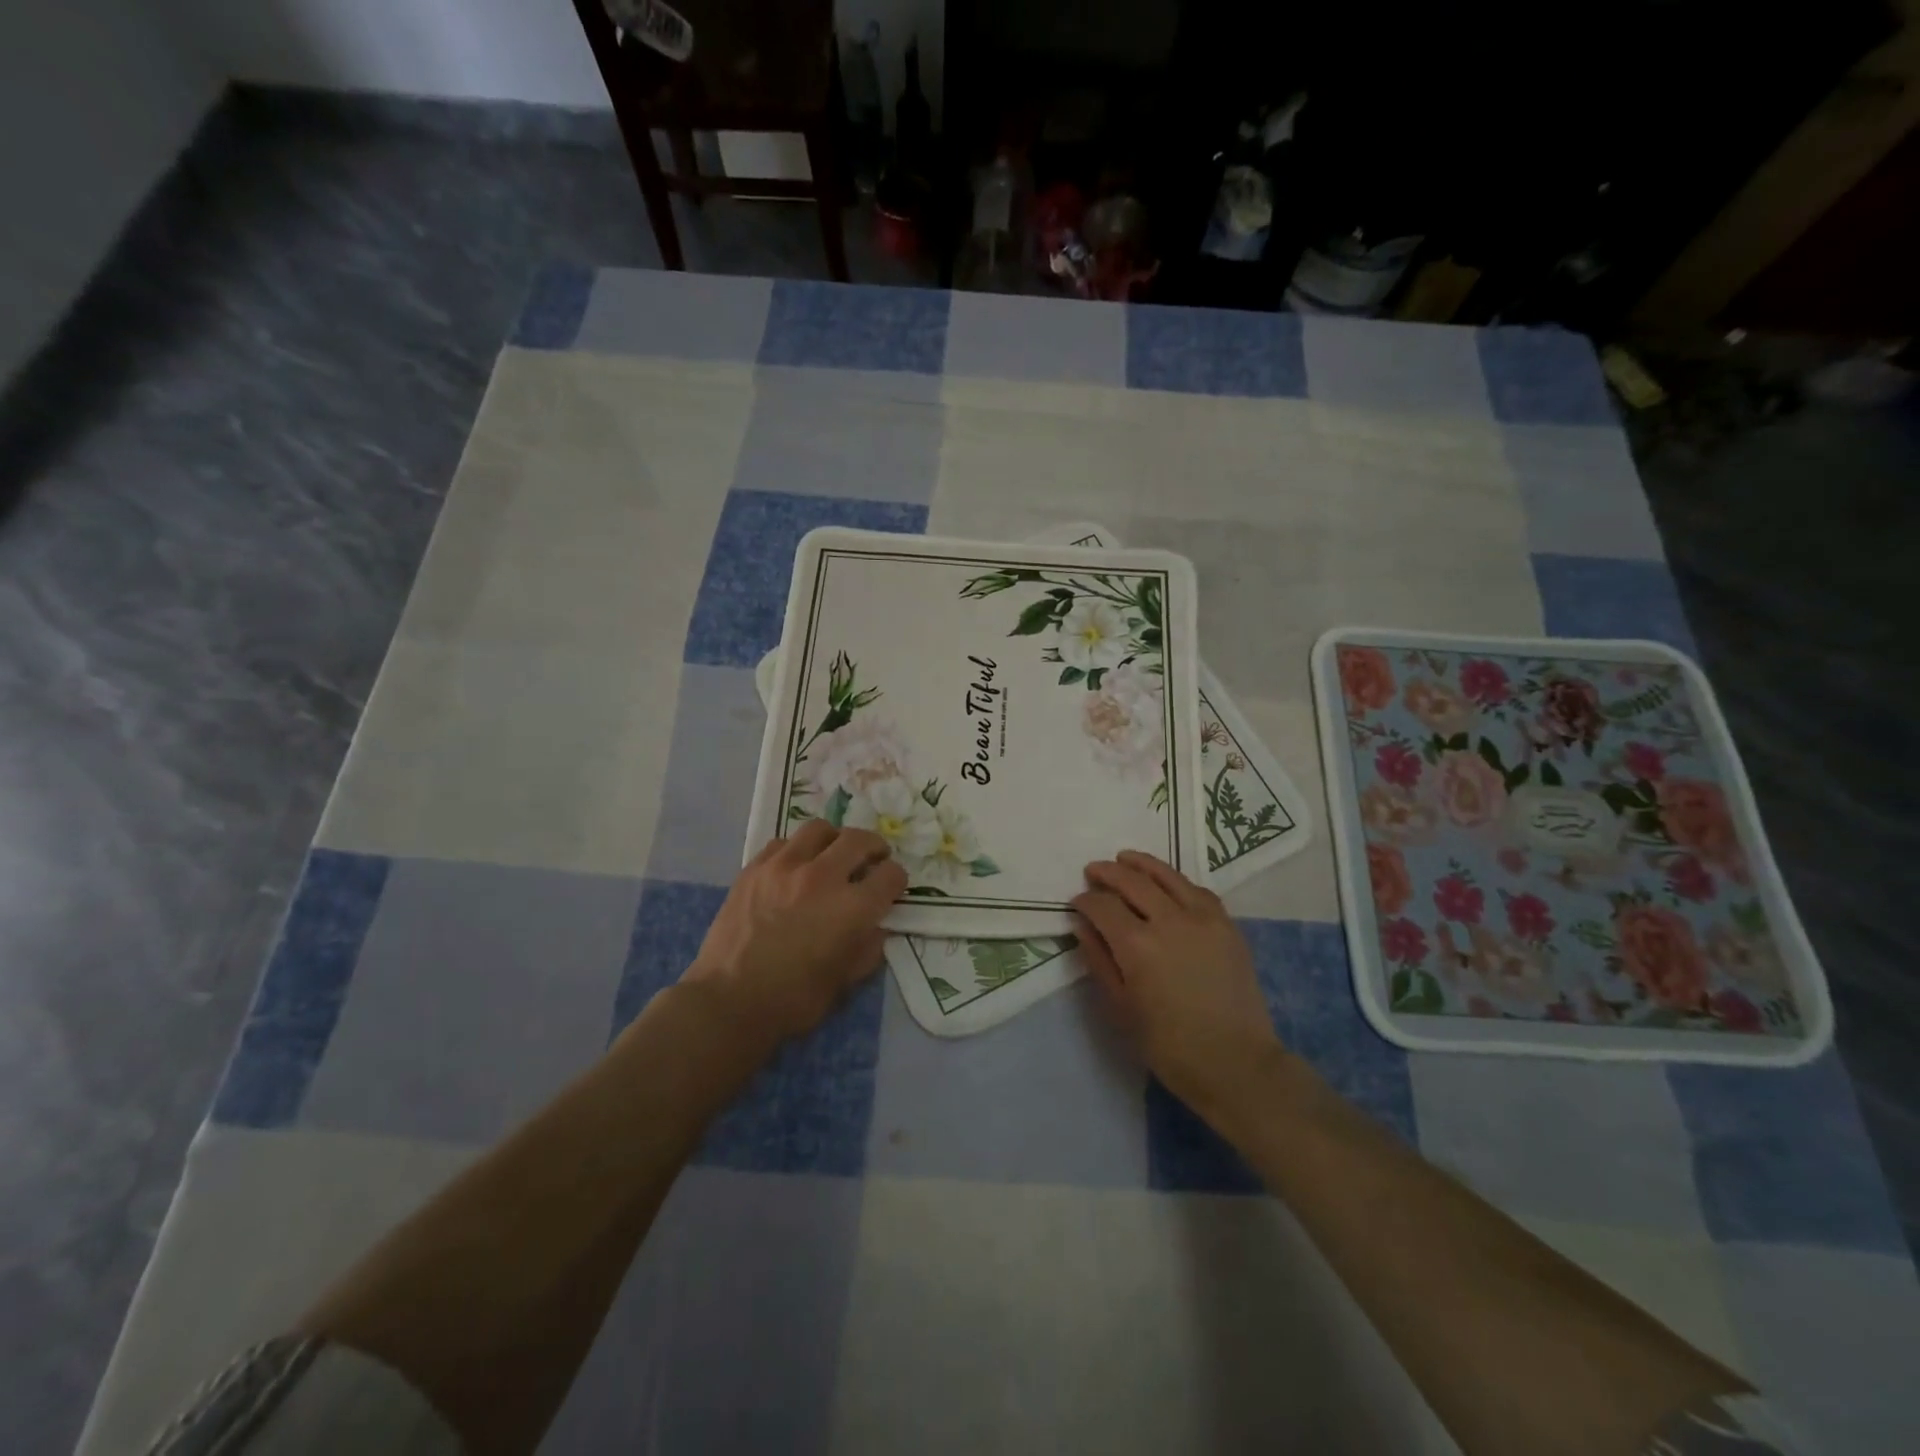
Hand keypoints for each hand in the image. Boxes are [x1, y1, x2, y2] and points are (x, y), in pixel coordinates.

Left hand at [683, 820, 906, 1047]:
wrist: (729, 1001)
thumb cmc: (794, 999)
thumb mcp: (846, 982)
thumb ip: (868, 948)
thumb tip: (875, 926)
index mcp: (852, 907)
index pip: (890, 875)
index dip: (896, 880)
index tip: (892, 887)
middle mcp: (823, 876)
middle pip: (859, 840)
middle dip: (874, 847)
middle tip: (873, 858)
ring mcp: (785, 866)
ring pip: (820, 829)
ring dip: (835, 840)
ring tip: (833, 854)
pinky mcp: (754, 868)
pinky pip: (783, 843)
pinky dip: (797, 850)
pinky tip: (795, 868)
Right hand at [1073, 851, 1284, 1122]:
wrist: (1236, 1063)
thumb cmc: (1169, 1045)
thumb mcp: (1121, 1008)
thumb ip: (1099, 961)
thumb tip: (1082, 926)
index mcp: (1137, 945)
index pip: (1103, 906)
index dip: (1085, 900)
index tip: (1077, 902)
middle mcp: (1169, 921)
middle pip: (1132, 882)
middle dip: (1107, 873)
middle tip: (1093, 871)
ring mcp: (1202, 919)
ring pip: (1167, 876)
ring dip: (1142, 864)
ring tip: (1125, 859)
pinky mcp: (1226, 925)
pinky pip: (1197, 890)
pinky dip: (1176, 880)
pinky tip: (1167, 882)